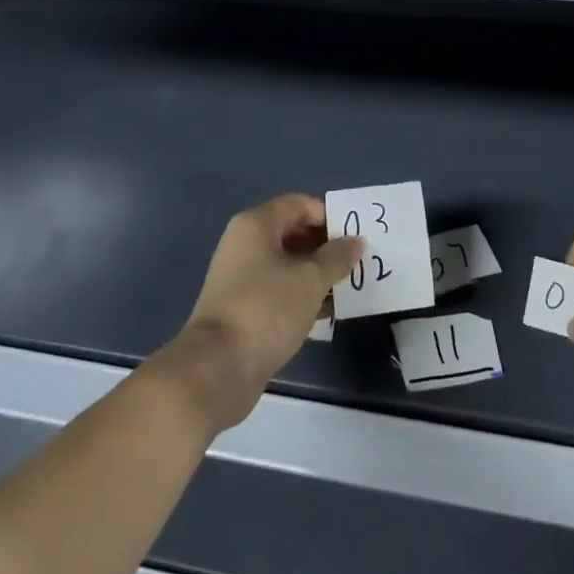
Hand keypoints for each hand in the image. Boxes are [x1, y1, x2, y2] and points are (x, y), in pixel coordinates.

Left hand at [162, 193, 360, 432]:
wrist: (217, 369)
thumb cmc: (266, 309)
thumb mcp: (310, 280)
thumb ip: (337, 257)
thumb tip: (355, 241)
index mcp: (256, 225)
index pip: (299, 204)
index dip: (328, 216)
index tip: (354, 237)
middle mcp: (245, 244)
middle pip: (293, 232)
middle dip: (326, 246)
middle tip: (356, 262)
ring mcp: (241, 277)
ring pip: (288, 264)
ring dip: (317, 274)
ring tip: (347, 287)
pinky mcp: (243, 308)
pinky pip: (279, 290)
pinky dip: (302, 296)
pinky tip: (327, 311)